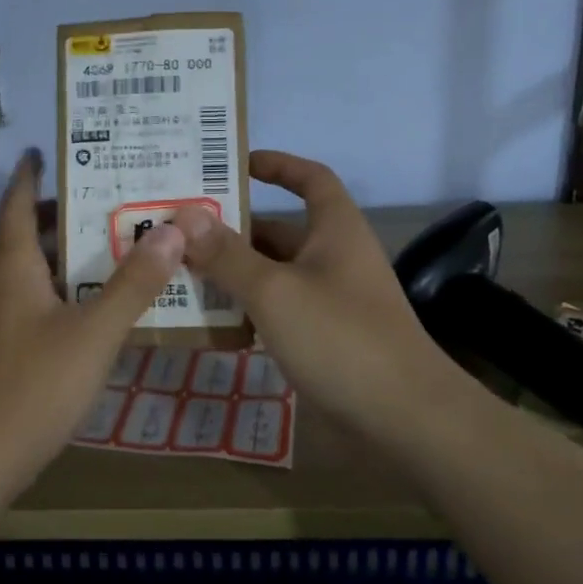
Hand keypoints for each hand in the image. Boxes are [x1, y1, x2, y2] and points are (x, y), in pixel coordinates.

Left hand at [0, 149, 184, 497]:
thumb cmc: (34, 386)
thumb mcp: (94, 333)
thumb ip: (133, 284)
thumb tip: (173, 229)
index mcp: (13, 267)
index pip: (17, 204)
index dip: (30, 175)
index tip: (47, 149)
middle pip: (26, 233)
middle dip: (59, 210)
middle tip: (106, 193)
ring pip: (30, 268)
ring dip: (62, 249)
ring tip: (109, 238)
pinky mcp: (2, 347)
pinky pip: (33, 297)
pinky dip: (61, 284)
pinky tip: (92, 300)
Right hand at [173, 150, 468, 436]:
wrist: (404, 419)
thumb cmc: (340, 337)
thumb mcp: (274, 291)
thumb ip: (227, 254)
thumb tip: (185, 215)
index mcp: (335, 230)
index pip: (310, 178)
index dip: (277, 165)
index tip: (233, 164)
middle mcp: (334, 258)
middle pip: (279, 231)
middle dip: (232, 229)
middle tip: (178, 231)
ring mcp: (330, 300)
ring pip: (274, 274)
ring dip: (233, 273)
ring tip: (180, 273)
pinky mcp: (325, 338)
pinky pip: (278, 311)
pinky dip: (248, 309)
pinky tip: (211, 321)